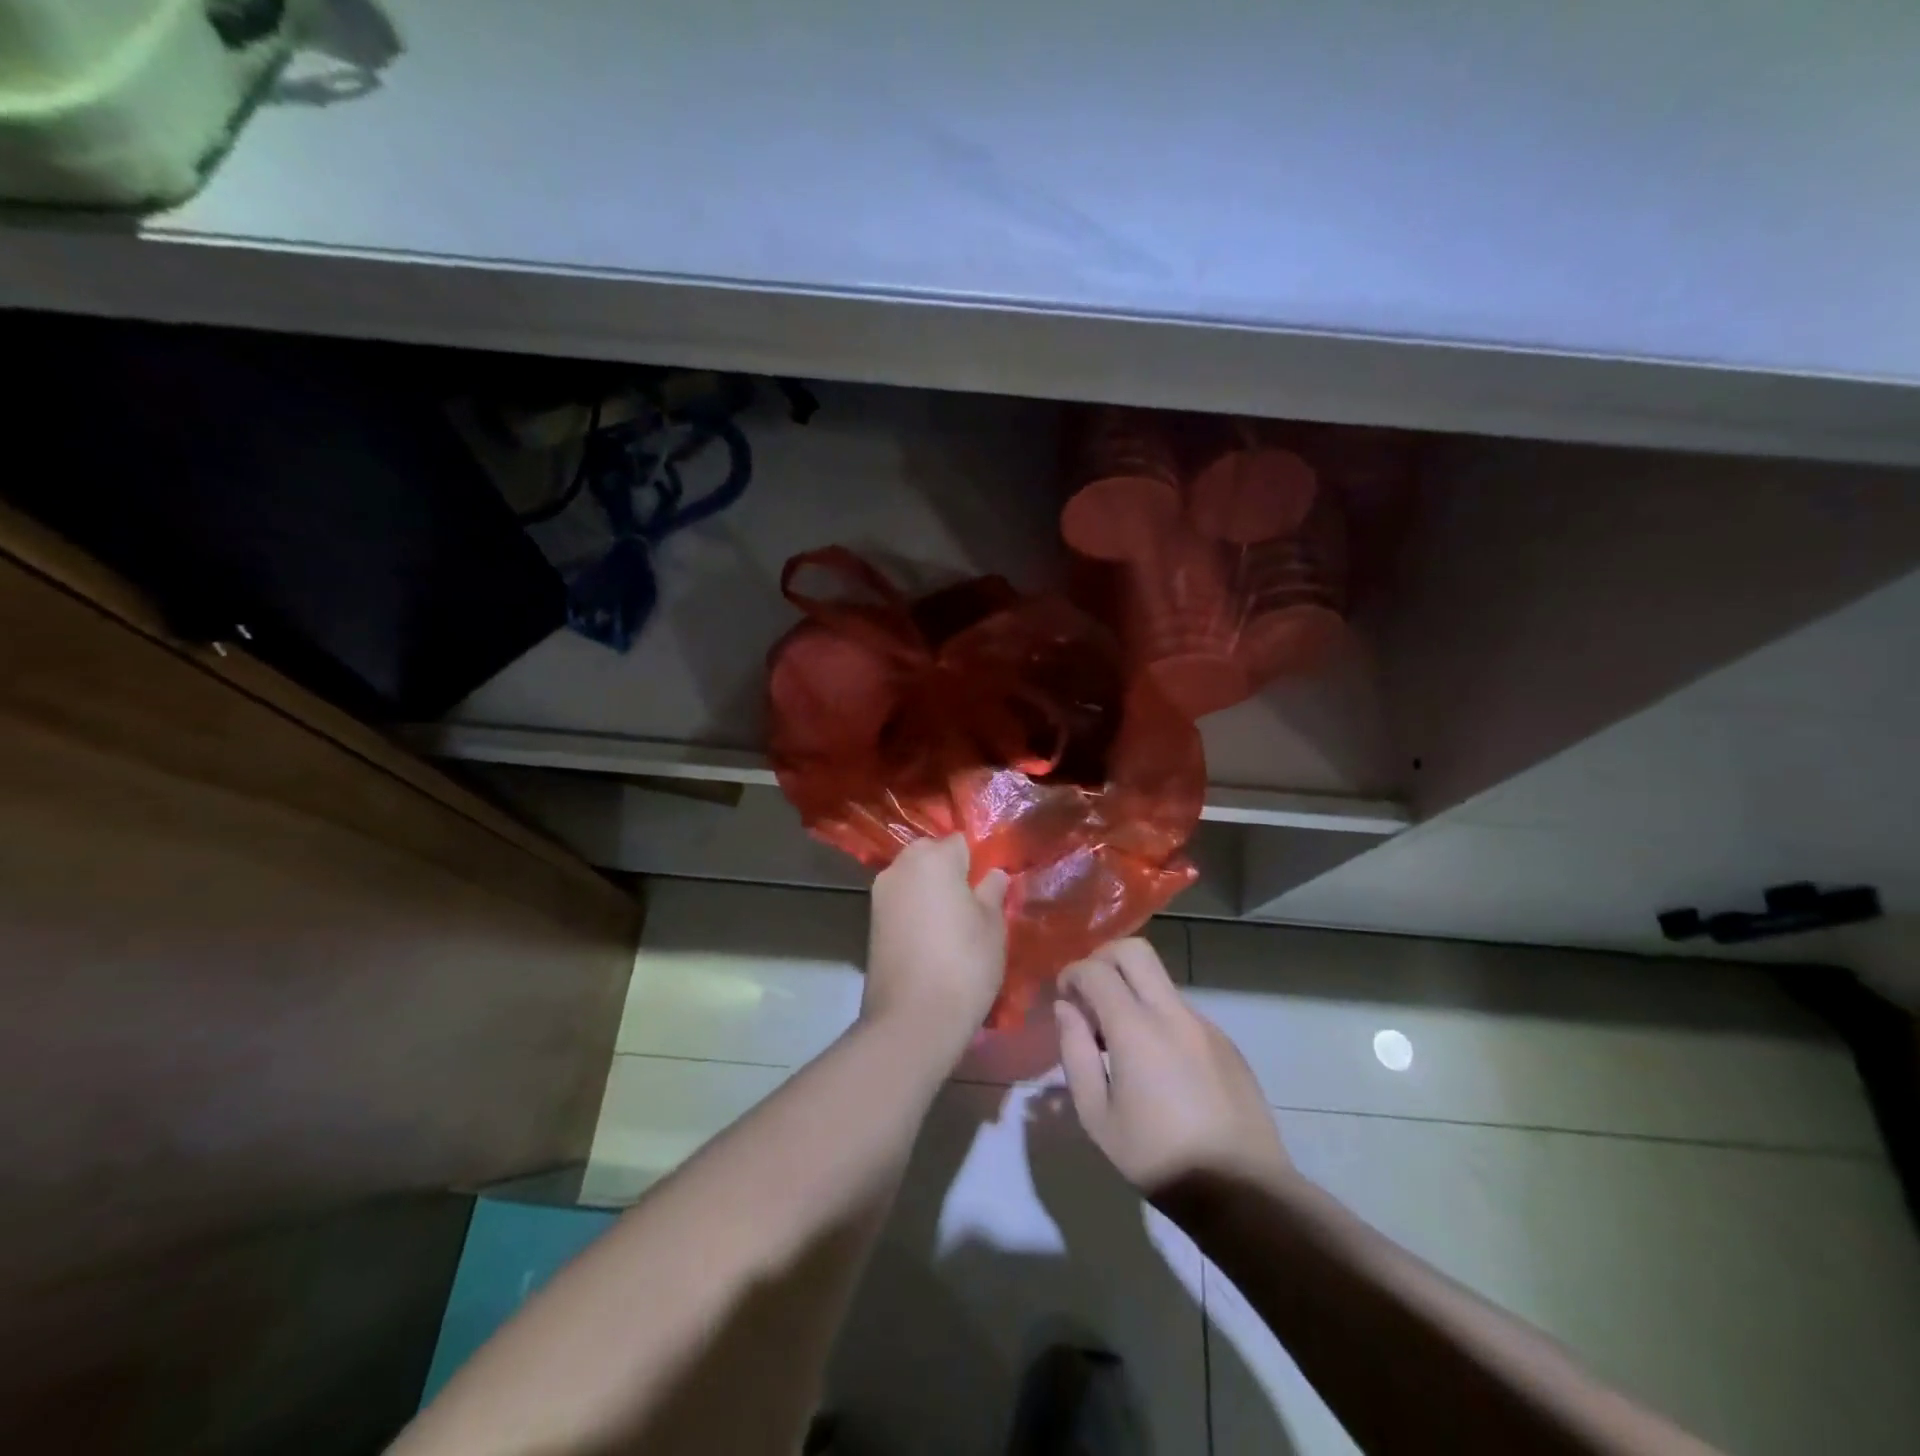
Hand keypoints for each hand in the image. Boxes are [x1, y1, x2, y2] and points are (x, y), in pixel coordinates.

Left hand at [864, 835, 1008, 1053]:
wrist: (912, 1019)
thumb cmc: (964, 963)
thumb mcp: (992, 926)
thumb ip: (992, 892)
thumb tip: (993, 874)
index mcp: (933, 858)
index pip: (961, 841)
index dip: (978, 860)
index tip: (990, 885)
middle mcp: (901, 866)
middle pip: (931, 855)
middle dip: (951, 871)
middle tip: (974, 904)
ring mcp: (881, 894)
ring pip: (914, 878)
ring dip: (931, 891)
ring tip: (954, 924)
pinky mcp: (871, 921)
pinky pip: (901, 902)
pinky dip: (916, 911)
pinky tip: (932, 938)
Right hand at [1055, 938, 1292, 1200]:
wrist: (1242, 1192)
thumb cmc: (1157, 1158)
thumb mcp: (1097, 1116)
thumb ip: (1075, 1052)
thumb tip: (1066, 1009)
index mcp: (1136, 1029)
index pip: (1096, 970)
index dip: (1072, 974)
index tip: (1064, 997)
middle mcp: (1172, 1013)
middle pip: (1135, 951)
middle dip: (1103, 959)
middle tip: (1089, 994)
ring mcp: (1204, 1025)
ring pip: (1159, 982)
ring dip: (1131, 991)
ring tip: (1120, 1041)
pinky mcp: (1226, 1042)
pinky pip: (1182, 1012)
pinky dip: (1158, 1018)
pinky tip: (1159, 1066)